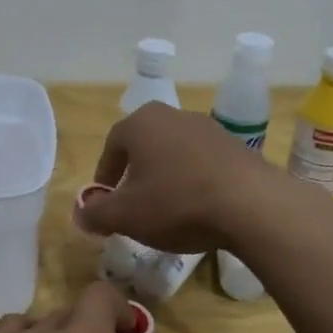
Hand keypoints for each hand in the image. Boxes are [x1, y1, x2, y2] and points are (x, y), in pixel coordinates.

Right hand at [75, 104, 279, 253]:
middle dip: (136, 175)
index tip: (106, 202)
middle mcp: (174, 116)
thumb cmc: (176, 204)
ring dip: (166, 178)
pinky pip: (203, 164)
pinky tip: (199, 208)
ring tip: (167, 210)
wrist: (250, 204)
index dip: (105, 175)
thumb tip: (81, 213)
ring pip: (175, 154)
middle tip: (134, 206)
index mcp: (141, 123)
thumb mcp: (125, 216)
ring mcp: (209, 128)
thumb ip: (96, 213)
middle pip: (145, 146)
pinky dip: (194, 182)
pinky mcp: (236, 147)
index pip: (112, 145)